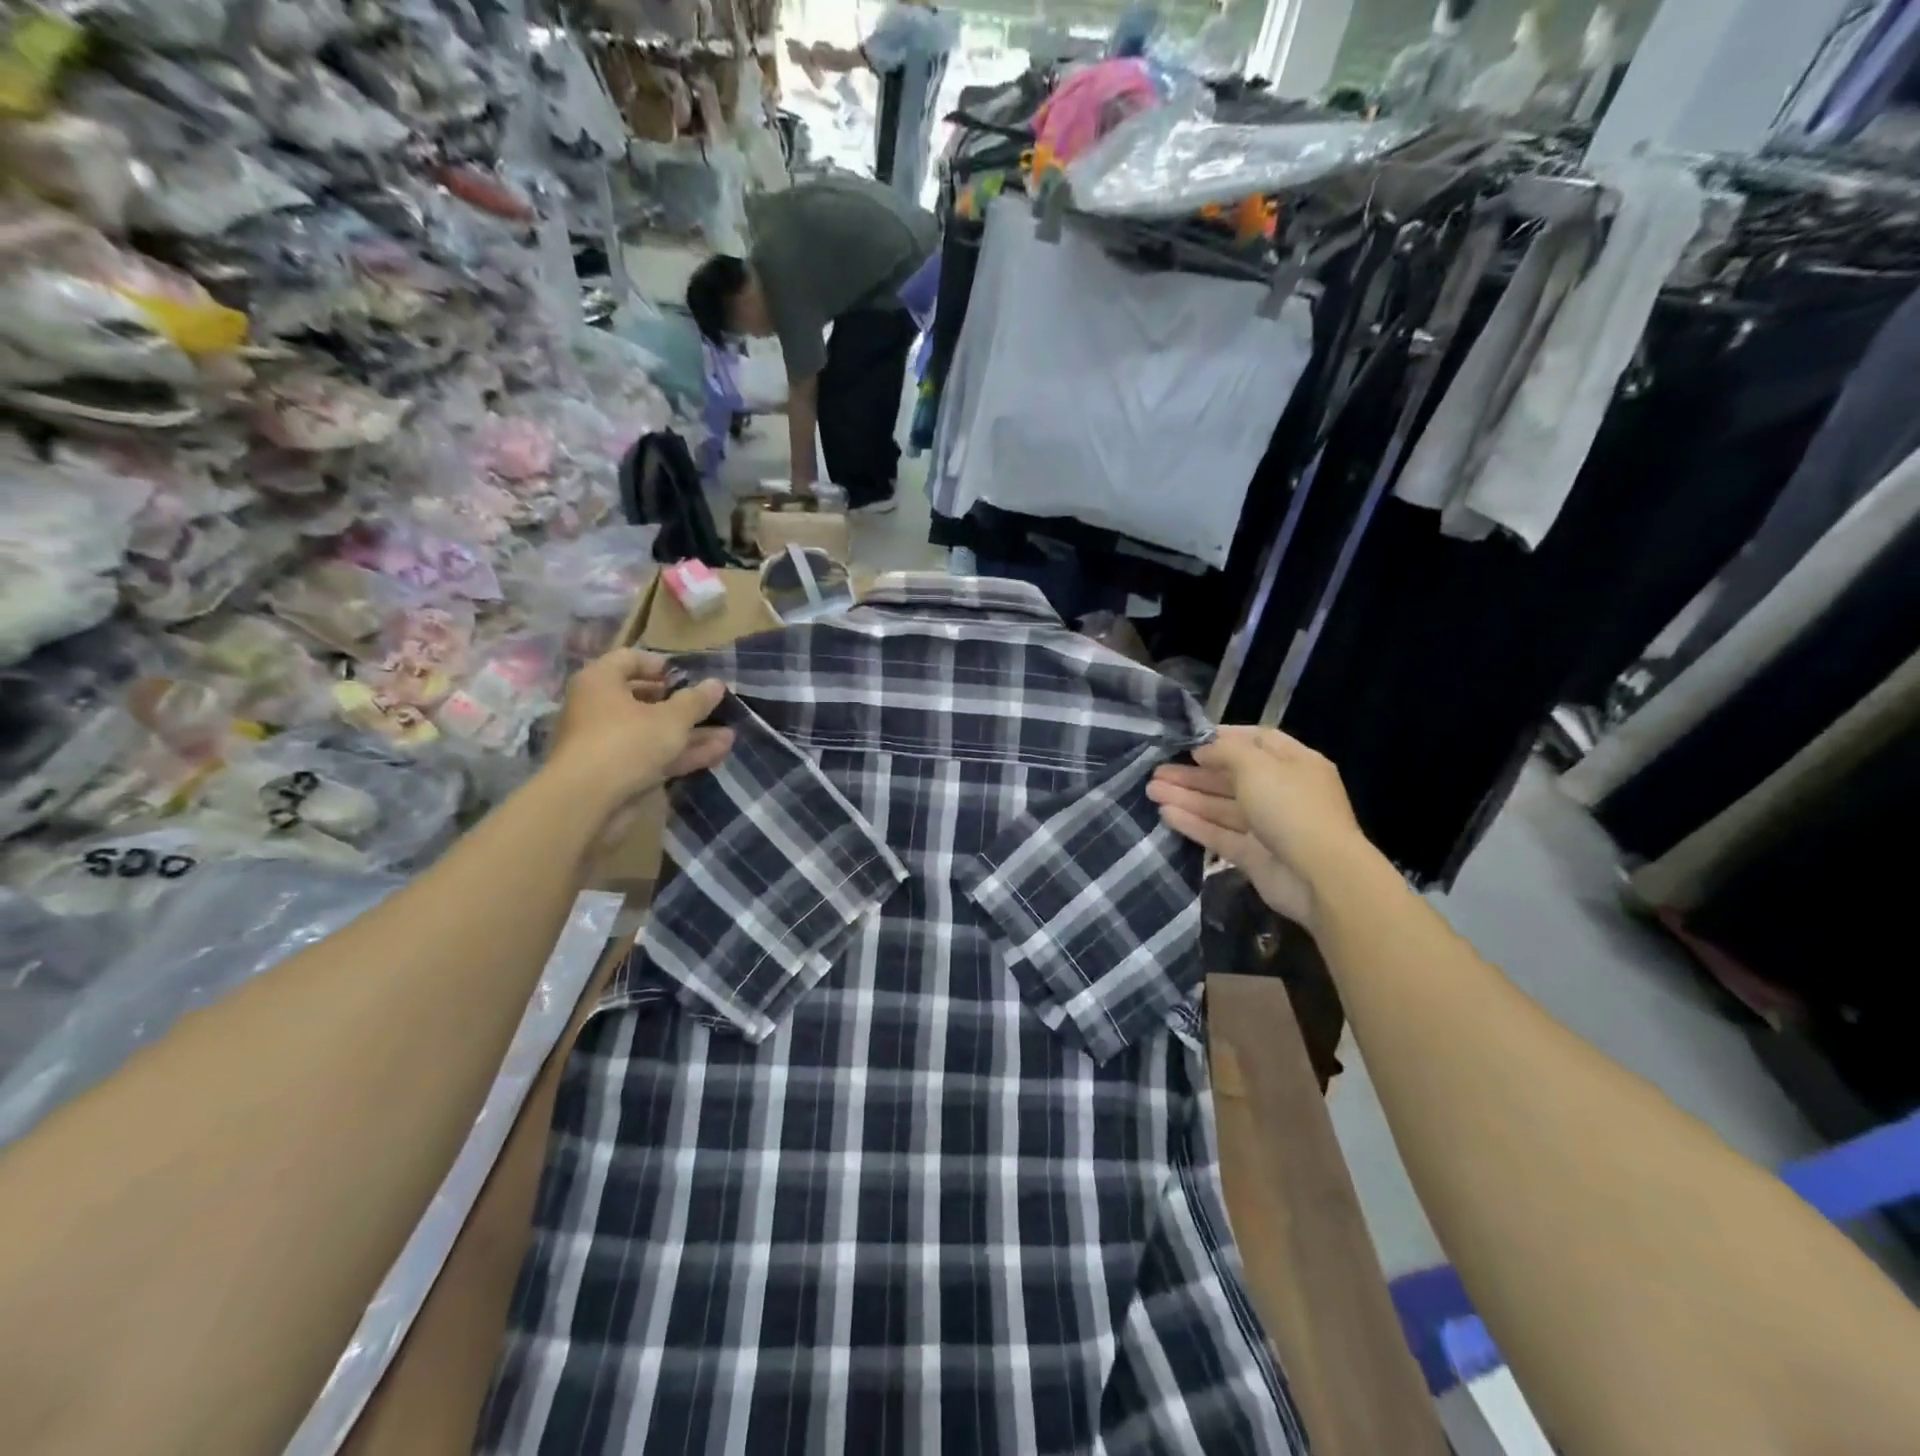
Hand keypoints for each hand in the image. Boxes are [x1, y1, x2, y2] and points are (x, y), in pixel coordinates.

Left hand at [547, 648, 732, 808]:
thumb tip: (717, 683)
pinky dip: (681, 754)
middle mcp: (599, 708)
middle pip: (644, 699)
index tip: (686, 676)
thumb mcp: (670, 718)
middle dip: (683, 705)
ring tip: (729, 735)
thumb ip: (695, 701)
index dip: (659, 665)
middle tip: (711, 707)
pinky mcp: (617, 772)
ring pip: (654, 732)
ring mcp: (608, 743)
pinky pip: (653, 756)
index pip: (628, 659)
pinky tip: (717, 754)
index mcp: (600, 682)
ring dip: (690, 734)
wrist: (586, 802)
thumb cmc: (626, 742)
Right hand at [1147, 727, 1370, 928]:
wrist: (1320, 876)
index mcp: (1294, 763)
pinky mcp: (1254, 855)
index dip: (1223, 739)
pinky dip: (1194, 823)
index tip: (1188, 741)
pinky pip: (1220, 834)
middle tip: (1156, 770)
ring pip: (1221, 806)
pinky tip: (1166, 814)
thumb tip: (1203, 749)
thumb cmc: (1291, 807)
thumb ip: (1226, 751)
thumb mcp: (1257, 765)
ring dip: (1187, 797)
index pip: (1257, 741)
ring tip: (1151, 790)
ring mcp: (1268, 826)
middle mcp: (1282, 792)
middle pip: (1232, 777)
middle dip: (1194, 772)